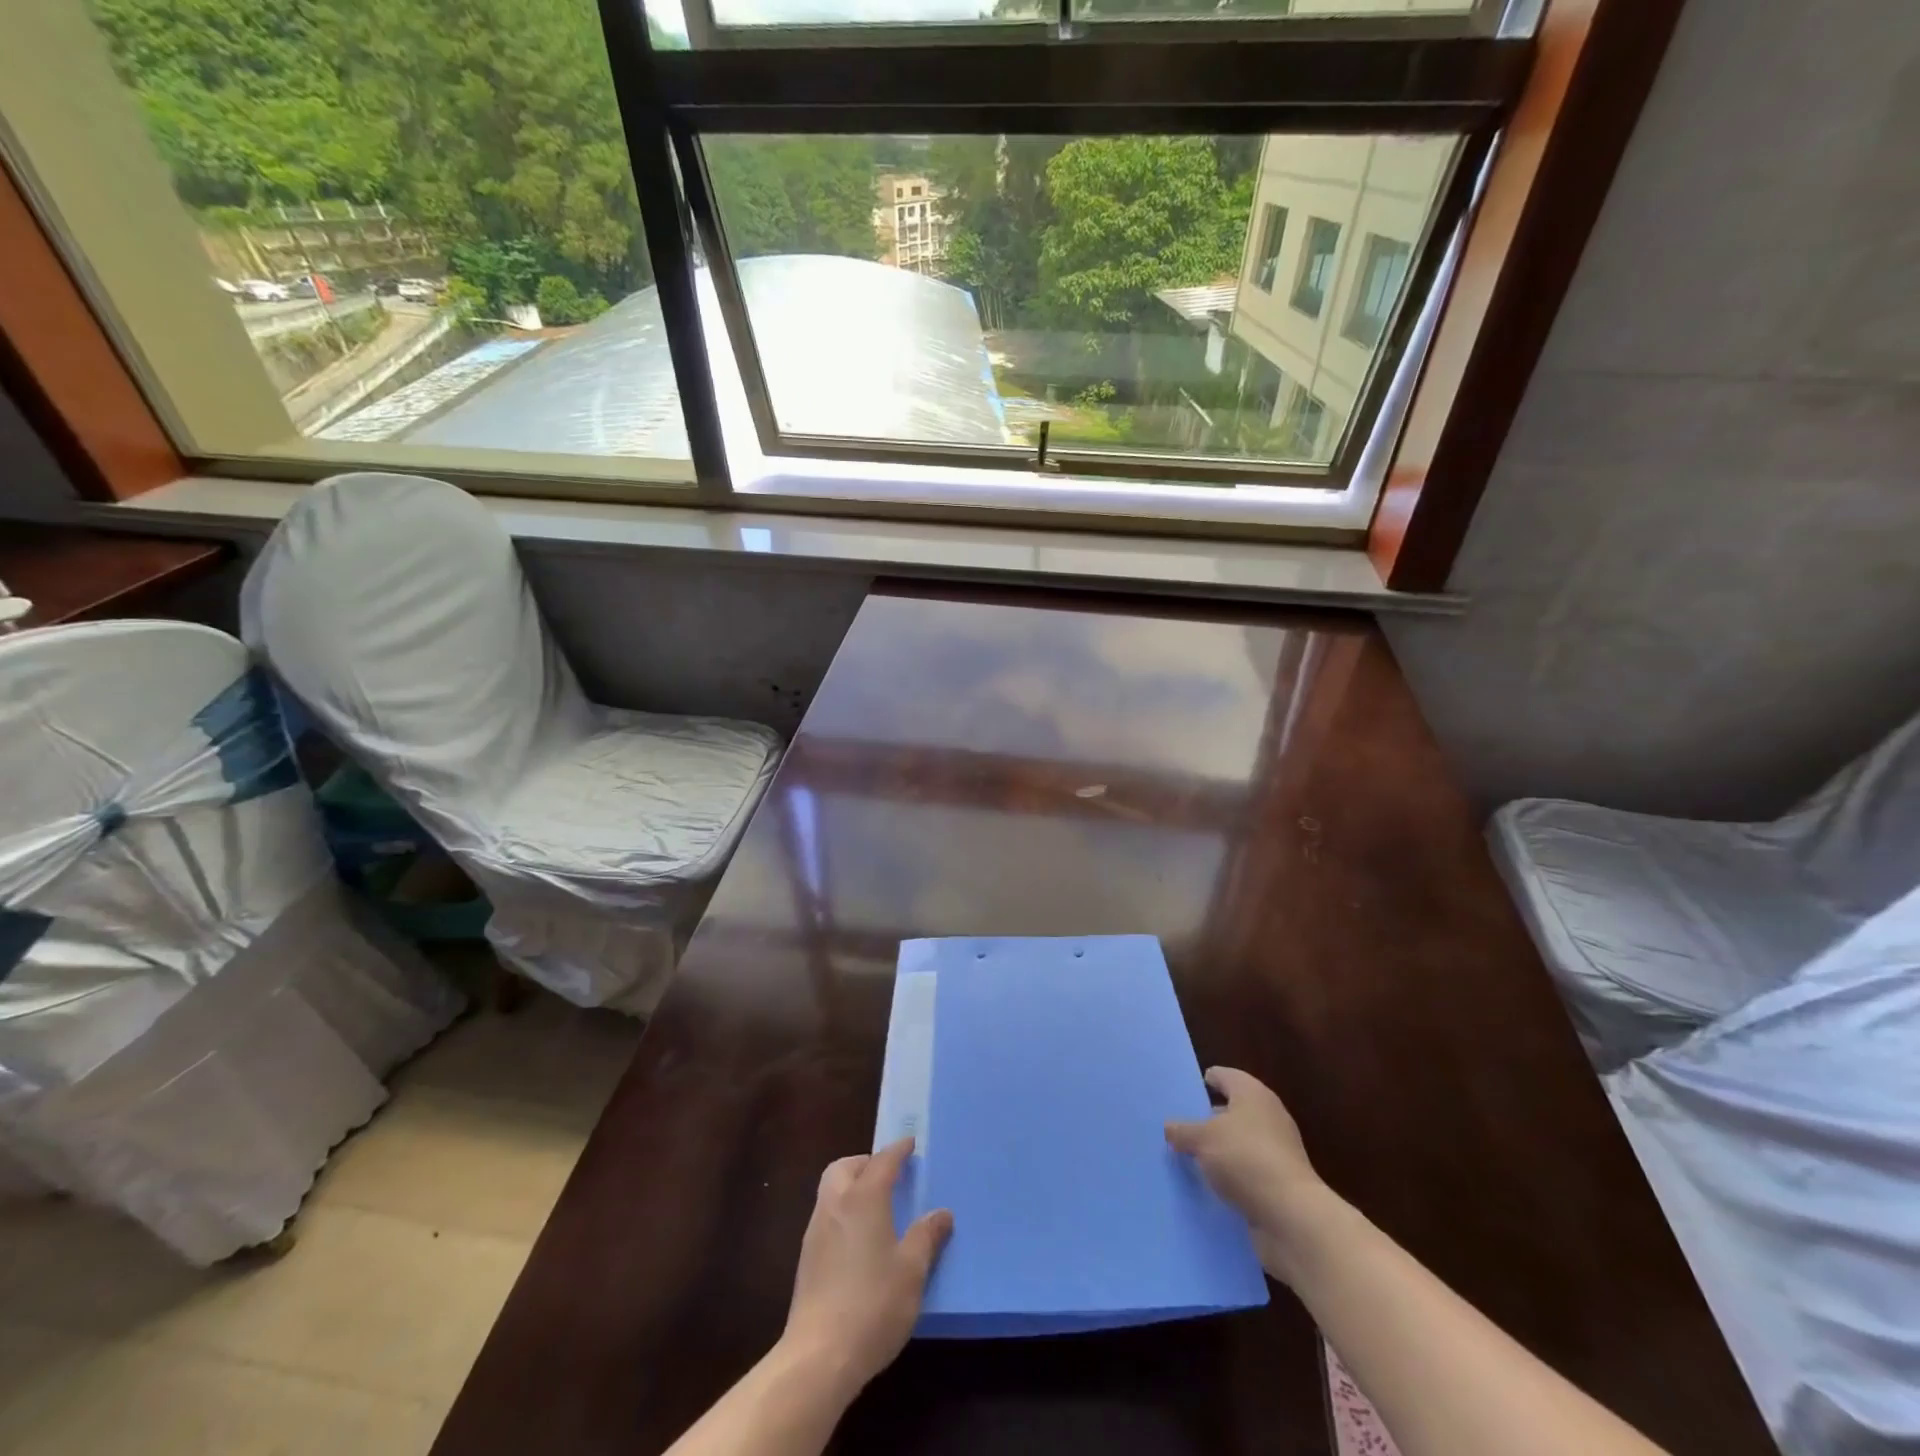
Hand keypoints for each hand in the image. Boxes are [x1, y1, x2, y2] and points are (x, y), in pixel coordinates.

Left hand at [780, 1138, 952, 1405]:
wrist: (818, 1356)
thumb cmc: (873, 1305)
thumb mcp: (912, 1270)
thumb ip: (926, 1236)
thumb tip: (941, 1213)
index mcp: (863, 1198)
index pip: (882, 1161)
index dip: (897, 1150)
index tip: (909, 1143)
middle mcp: (835, 1205)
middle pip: (844, 1168)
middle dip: (865, 1162)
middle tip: (887, 1173)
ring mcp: (816, 1232)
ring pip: (830, 1191)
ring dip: (851, 1186)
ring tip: (875, 1205)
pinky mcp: (806, 1259)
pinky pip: (826, 1216)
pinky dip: (843, 1212)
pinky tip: (858, 1239)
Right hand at [1165, 1067, 1331, 1280]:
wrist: (1292, 1218)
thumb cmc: (1245, 1159)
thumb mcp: (1202, 1139)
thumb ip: (1182, 1131)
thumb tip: (1170, 1127)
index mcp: (1253, 1095)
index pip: (1225, 1076)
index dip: (1206, 1080)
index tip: (1185, 1090)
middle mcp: (1268, 1117)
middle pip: (1232, 1110)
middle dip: (1207, 1118)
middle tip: (1179, 1126)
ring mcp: (1277, 1152)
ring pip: (1238, 1143)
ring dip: (1218, 1150)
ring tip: (1187, 1158)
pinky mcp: (1279, 1183)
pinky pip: (1246, 1172)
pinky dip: (1230, 1176)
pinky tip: (1208, 1185)